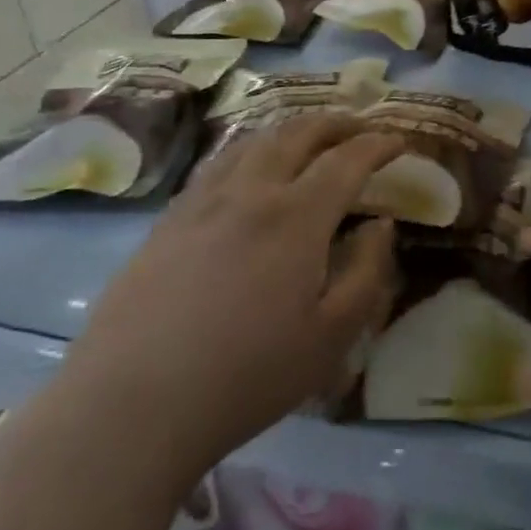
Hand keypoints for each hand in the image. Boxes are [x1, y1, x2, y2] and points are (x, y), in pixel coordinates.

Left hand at [60, 114, 403, 491]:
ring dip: (291, 130)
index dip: (377, 145)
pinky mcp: (168, 221)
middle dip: (335, 123)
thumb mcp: (332, 336)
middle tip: (359, 127)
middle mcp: (250, 192)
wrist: (132, 405)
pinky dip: (250, 150)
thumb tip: (380, 225)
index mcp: (296, 217)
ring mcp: (202, 202)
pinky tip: (250, 170)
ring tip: (309, 138)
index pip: (346, 160)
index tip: (398, 141)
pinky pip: (218, 165)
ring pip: (253, 142)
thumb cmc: (248, 375)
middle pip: (297, 134)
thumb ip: (367, 272)